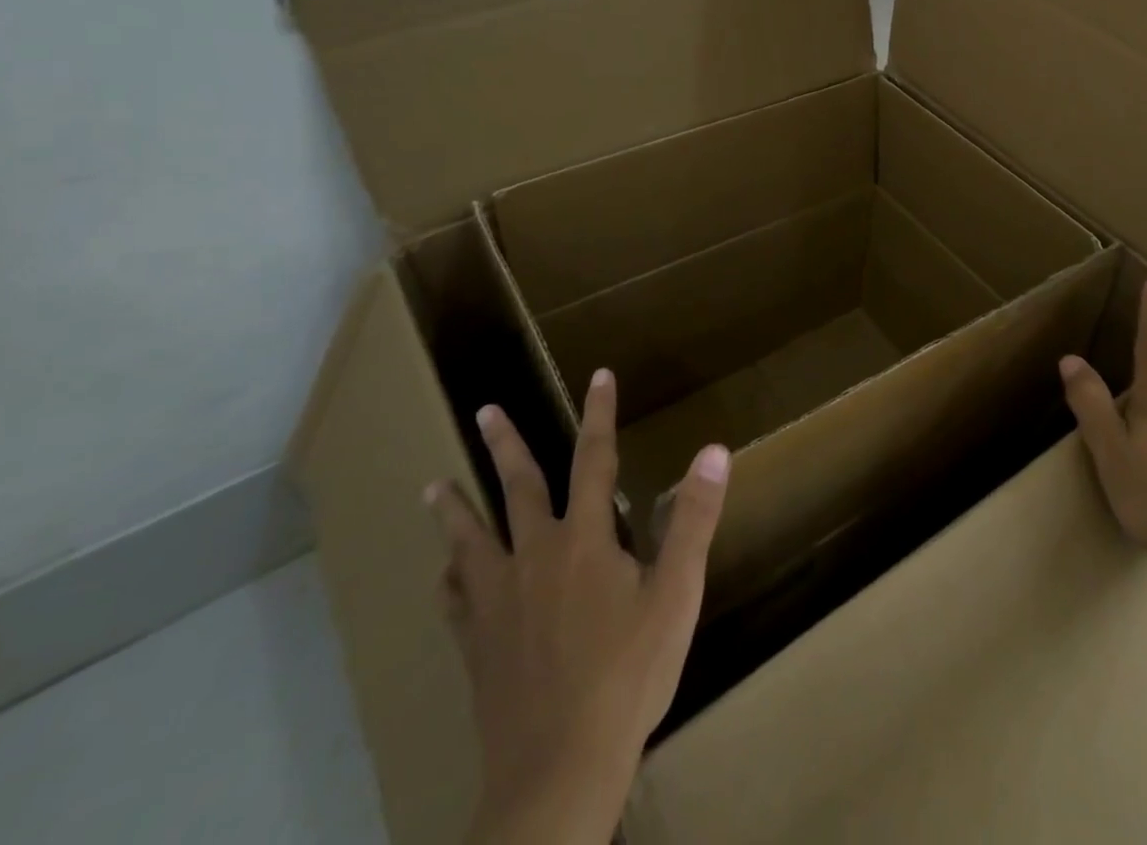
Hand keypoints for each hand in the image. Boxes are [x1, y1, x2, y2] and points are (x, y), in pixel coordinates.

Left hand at [425, 370, 730, 844]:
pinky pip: (456, 601)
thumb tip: (713, 449)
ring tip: (433, 486)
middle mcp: (535, 555)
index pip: (595, 458)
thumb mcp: (676, 594)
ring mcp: (499, 601)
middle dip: (506, 444)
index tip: (599, 376)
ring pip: (471, 540)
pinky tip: (444, 576)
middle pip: (518, 487)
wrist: (558, 770)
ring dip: (455, 508)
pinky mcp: (477, 644)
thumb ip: (693, 519)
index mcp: (585, 539)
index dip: (600, 414)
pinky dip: (449, 580)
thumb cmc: (628, 675)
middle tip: (485, 409)